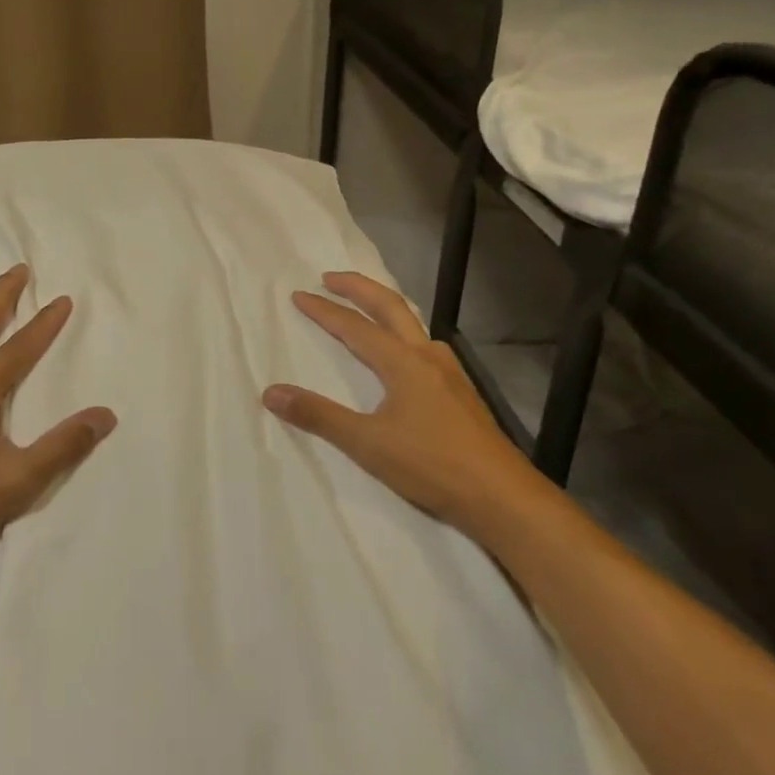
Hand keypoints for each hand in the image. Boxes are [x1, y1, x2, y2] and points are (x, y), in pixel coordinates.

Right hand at [263, 271, 537, 531]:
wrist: (504, 498)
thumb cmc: (432, 465)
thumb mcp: (367, 443)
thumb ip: (318, 415)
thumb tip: (271, 392)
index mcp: (402, 362)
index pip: (354, 327)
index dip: (324, 310)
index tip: (299, 295)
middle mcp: (427, 357)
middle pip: (390, 307)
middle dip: (358, 288)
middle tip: (331, 277)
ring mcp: (450, 374)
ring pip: (413, 325)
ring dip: (385, 308)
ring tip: (367, 310)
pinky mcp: (462, 393)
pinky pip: (426, 346)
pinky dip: (404, 334)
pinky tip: (407, 357)